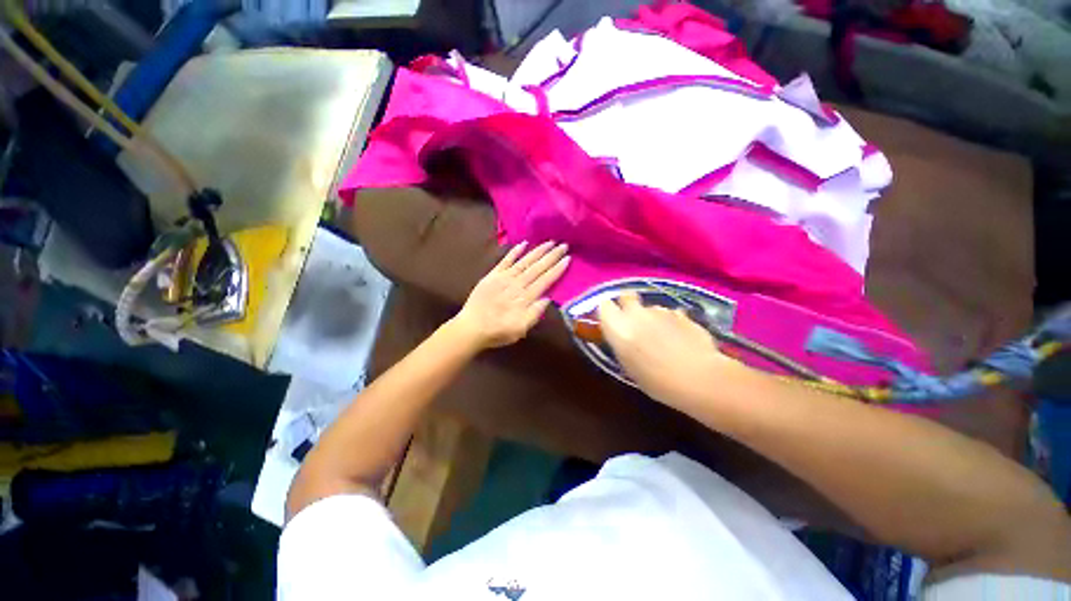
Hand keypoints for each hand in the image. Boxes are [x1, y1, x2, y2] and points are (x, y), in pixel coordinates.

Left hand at [451, 241, 570, 349]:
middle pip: (537, 268)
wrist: (471, 328)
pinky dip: (514, 252)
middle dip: (551, 256)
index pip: (545, 280)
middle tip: (564, 245)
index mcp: (525, 298)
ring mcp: (504, 278)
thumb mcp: (520, 329)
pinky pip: (505, 261)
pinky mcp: (492, 275)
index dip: (557, 269)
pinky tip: (523, 244)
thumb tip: (547, 298)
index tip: (567, 259)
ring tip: (549, 242)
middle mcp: (516, 284)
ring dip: (537, 251)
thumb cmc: (498, 331)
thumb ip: (534, 314)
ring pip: (524, 261)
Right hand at [597, 292, 741, 406]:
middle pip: (626, 296)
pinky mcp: (681, 313)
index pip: (604, 306)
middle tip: (633, 322)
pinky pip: (669, 314)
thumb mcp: (628, 366)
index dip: (607, 312)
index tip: (611, 322)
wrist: (698, 378)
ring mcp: (660, 311)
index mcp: (618, 327)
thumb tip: (623, 335)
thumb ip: (622, 344)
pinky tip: (679, 338)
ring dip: (651, 317)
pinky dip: (670, 322)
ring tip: (661, 336)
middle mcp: (636, 313)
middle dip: (627, 304)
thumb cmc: (656, 380)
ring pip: (649, 307)